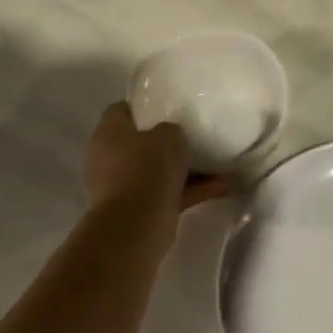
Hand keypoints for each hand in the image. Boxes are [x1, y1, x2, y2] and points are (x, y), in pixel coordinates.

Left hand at [83, 103, 227, 215]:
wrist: (135, 225)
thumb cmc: (147, 168)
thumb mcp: (168, 135)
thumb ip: (171, 130)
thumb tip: (170, 136)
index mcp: (108, 132)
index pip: (122, 110)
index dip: (146, 106)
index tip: (171, 107)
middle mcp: (109, 157)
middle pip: (141, 143)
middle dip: (167, 142)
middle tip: (195, 135)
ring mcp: (122, 186)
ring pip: (158, 171)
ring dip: (186, 169)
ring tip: (220, 162)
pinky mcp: (138, 209)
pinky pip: (169, 193)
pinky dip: (192, 190)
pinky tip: (225, 186)